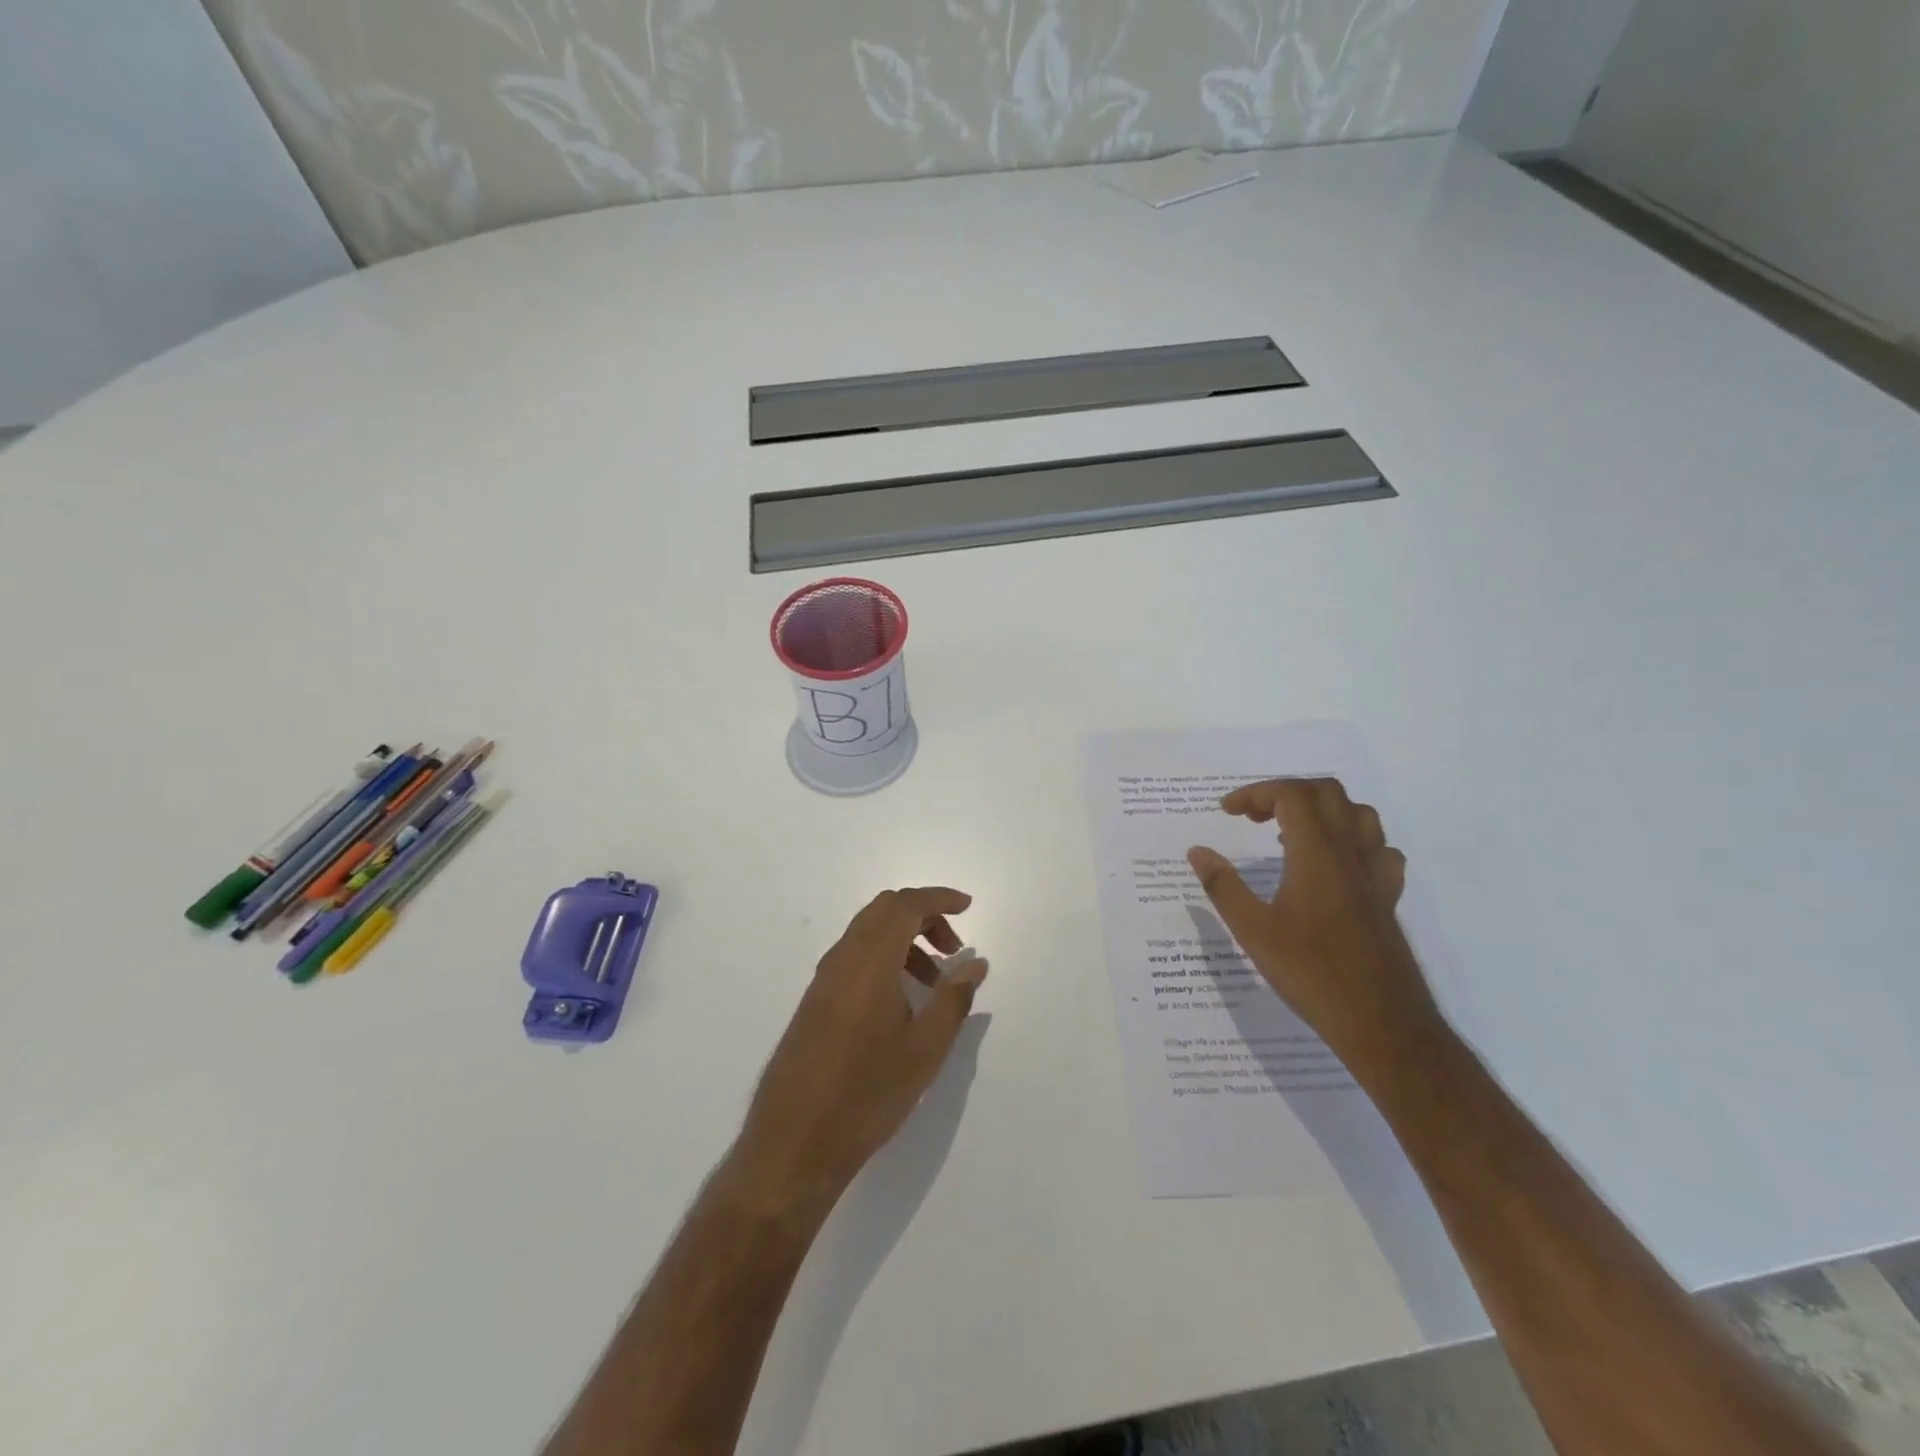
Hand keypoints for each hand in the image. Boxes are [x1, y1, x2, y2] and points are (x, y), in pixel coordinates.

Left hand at [733, 888, 987, 1208]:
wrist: (795, 1143)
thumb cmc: (867, 1094)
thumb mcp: (925, 1050)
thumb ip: (953, 999)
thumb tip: (975, 963)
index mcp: (869, 961)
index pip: (905, 906)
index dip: (939, 899)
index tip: (968, 907)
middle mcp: (842, 959)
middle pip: (884, 911)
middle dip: (924, 917)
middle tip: (954, 948)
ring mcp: (823, 979)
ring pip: (868, 933)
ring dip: (904, 940)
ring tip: (933, 983)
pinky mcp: (814, 1001)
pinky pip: (854, 957)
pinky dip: (884, 959)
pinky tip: (901, 1001)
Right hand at [1187, 778, 1443, 1079]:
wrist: (1382, 1023)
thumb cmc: (1311, 974)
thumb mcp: (1253, 931)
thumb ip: (1223, 886)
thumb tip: (1197, 851)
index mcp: (1316, 854)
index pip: (1291, 795)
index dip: (1256, 793)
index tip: (1227, 813)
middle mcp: (1350, 854)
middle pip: (1327, 793)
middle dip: (1286, 792)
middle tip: (1254, 818)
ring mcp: (1375, 875)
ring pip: (1359, 815)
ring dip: (1322, 810)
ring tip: (1290, 833)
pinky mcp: (1387, 898)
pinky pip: (1379, 850)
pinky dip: (1353, 842)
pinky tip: (1335, 865)